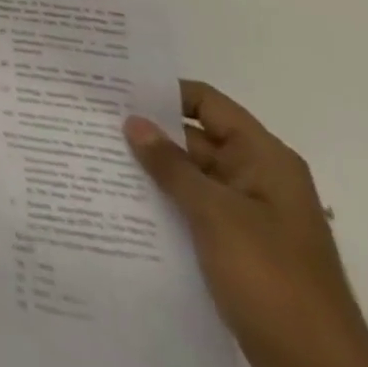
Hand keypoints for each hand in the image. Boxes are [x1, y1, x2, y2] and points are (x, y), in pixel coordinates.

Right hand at [125, 82, 367, 366]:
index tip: (115, 87)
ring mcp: (250, 217)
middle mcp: (258, 179)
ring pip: (191, 178)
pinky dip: (166, 205)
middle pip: (195, 138)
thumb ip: (171, 165)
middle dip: (149, 133)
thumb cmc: (272, 279)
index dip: (163, 92)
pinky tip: (126, 205)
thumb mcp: (215, 215)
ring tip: (99, 158)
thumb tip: (133, 121)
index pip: (206, 103)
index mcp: (264, 159)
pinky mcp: (240, 251)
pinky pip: (195, 212)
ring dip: (154, 172)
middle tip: (94, 121)